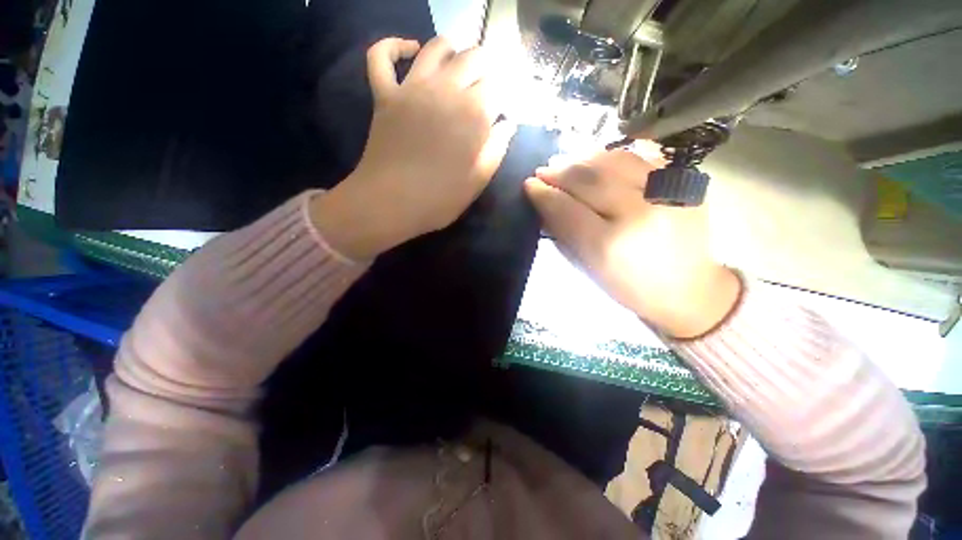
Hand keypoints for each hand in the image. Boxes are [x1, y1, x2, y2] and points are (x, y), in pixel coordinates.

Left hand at [312, 37, 515, 259]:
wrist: (391, 204)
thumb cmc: (440, 199)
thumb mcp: (478, 180)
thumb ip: (497, 148)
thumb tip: (508, 124)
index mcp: (474, 114)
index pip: (498, 87)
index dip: (503, 96)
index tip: (502, 109)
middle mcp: (446, 90)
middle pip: (473, 58)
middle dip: (485, 69)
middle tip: (485, 88)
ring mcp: (412, 88)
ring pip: (436, 48)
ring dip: (452, 51)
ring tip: (458, 66)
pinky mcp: (385, 95)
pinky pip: (381, 57)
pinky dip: (394, 46)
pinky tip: (410, 50)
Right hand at [524, 149, 741, 338]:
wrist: (689, 288)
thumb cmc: (629, 287)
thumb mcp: (588, 267)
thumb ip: (563, 232)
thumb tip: (543, 201)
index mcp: (609, 244)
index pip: (566, 208)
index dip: (544, 193)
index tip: (529, 184)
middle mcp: (638, 212)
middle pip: (589, 178)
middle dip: (560, 171)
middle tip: (543, 170)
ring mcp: (666, 192)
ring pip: (613, 160)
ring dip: (583, 159)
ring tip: (566, 162)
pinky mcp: (683, 183)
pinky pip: (640, 157)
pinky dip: (612, 155)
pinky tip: (597, 160)